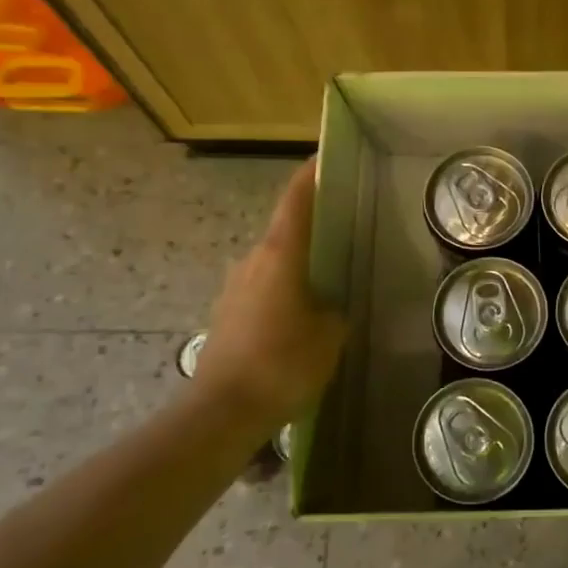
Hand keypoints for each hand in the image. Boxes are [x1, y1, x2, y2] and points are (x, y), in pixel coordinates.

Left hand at [193, 160, 346, 424]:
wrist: (222, 410)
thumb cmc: (283, 364)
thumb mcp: (330, 335)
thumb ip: (335, 309)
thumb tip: (331, 304)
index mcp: (279, 254)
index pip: (295, 200)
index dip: (311, 175)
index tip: (326, 156)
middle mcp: (252, 260)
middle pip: (284, 228)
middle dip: (312, 222)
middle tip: (345, 224)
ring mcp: (235, 286)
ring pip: (273, 259)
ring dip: (298, 259)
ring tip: (329, 272)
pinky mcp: (227, 312)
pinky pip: (263, 285)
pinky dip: (285, 285)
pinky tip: (303, 310)